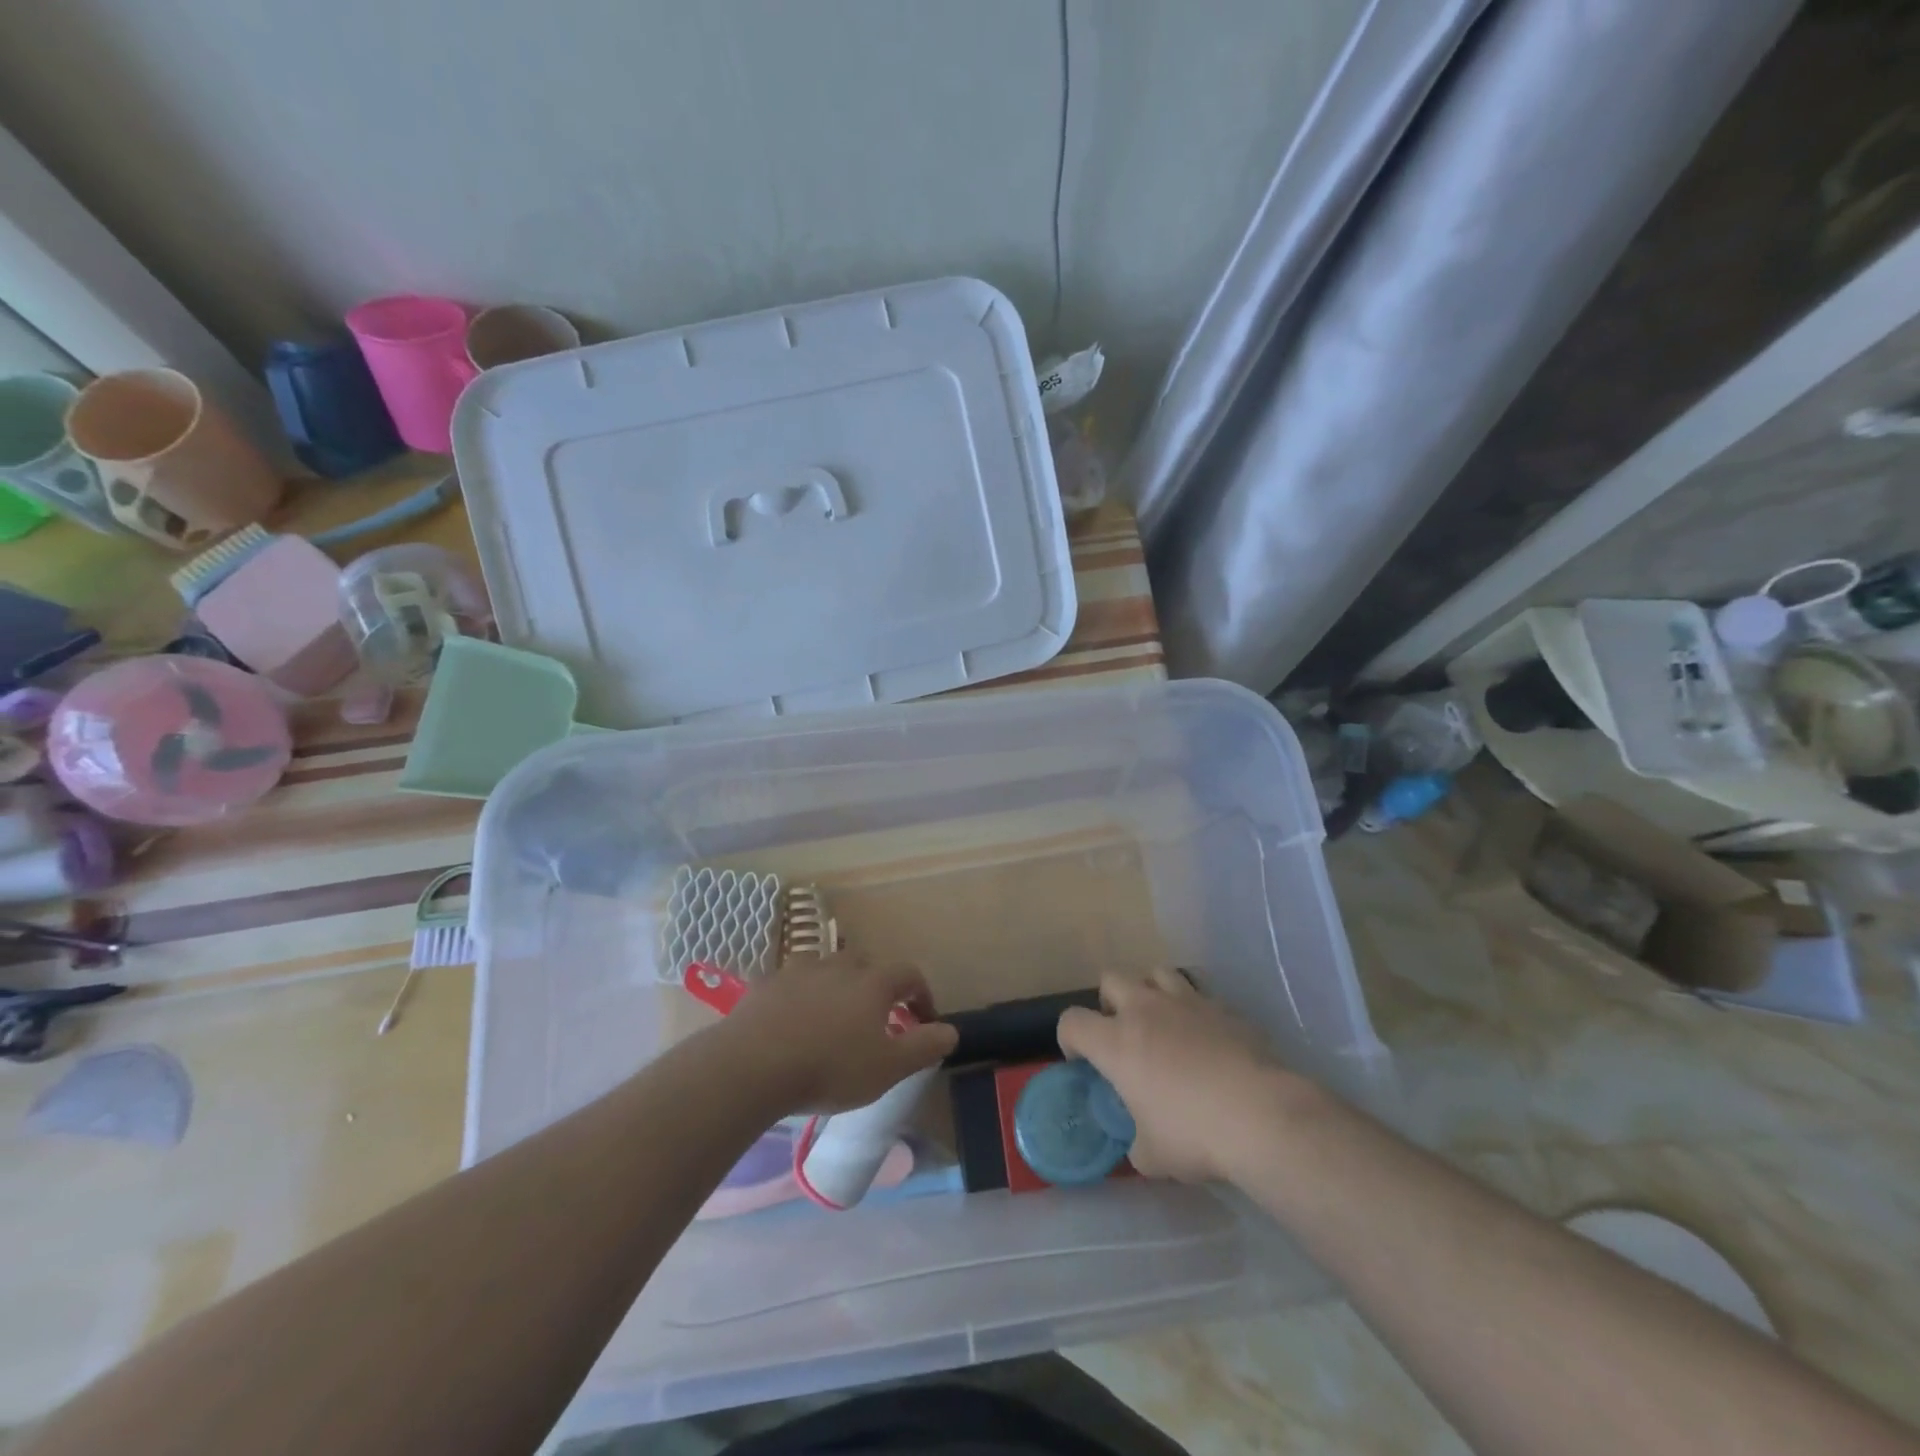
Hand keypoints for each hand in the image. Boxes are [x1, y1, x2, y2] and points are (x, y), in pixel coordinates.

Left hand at [722, 954, 957, 1115]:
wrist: (752, 1066)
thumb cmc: (830, 1067)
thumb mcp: (888, 1068)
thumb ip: (924, 1047)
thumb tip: (951, 1031)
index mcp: (873, 982)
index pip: (909, 974)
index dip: (922, 995)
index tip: (924, 1021)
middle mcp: (839, 965)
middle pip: (867, 966)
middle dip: (878, 988)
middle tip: (877, 1020)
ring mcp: (800, 970)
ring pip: (828, 970)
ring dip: (838, 988)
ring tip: (834, 1019)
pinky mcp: (767, 983)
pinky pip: (793, 984)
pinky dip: (802, 997)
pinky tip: (794, 1023)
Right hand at [1057, 969, 1293, 1183]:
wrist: (1261, 1116)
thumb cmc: (1194, 1135)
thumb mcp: (1151, 1156)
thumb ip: (1136, 1140)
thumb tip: (1140, 1141)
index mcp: (1116, 1042)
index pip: (1071, 1021)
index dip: (1069, 1039)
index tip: (1083, 1062)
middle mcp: (1145, 1010)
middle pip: (1111, 979)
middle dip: (1110, 1002)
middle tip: (1123, 1034)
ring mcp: (1187, 1002)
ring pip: (1156, 973)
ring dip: (1152, 993)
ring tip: (1164, 1024)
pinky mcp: (1224, 1007)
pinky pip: (1200, 996)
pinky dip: (1195, 1012)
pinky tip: (1208, 1040)